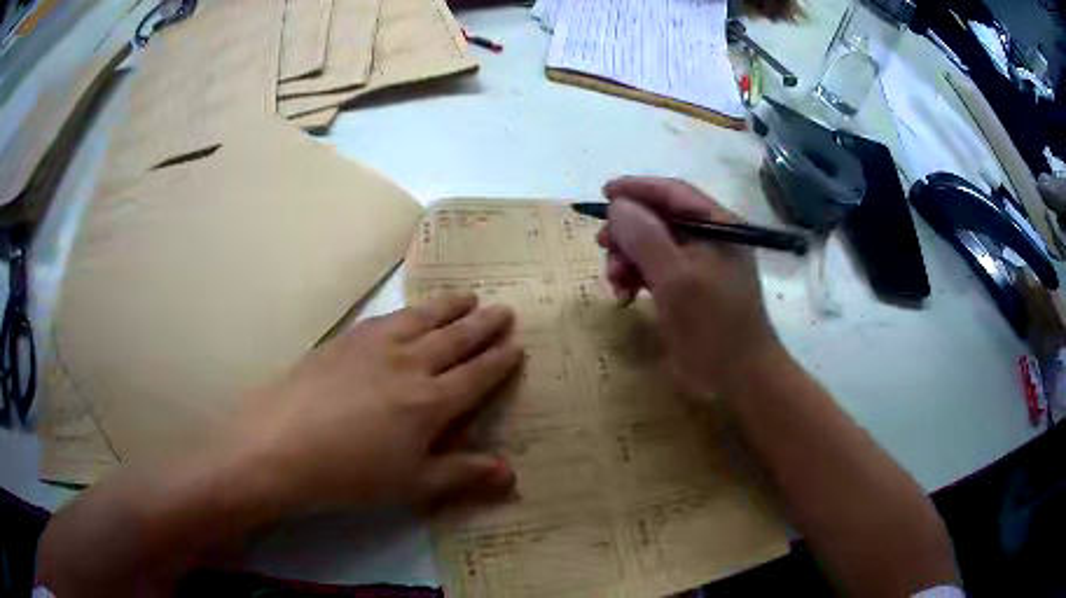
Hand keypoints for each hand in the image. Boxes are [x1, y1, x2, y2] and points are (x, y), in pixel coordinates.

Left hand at [233, 292, 523, 511]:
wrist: (283, 444)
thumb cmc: (352, 473)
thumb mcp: (413, 484)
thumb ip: (463, 474)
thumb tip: (511, 473)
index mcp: (432, 401)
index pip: (477, 375)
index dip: (500, 361)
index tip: (518, 345)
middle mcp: (410, 364)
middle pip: (456, 338)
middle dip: (484, 324)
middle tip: (504, 309)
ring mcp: (376, 346)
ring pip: (423, 318)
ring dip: (450, 306)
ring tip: (468, 296)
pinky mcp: (346, 339)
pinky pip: (388, 317)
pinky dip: (409, 310)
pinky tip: (409, 311)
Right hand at [598, 177, 782, 393]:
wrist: (740, 377)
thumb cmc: (712, 325)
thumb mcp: (675, 278)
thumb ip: (646, 237)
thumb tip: (619, 206)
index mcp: (717, 225)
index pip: (673, 192)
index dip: (636, 188)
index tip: (603, 194)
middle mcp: (710, 238)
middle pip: (660, 218)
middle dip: (628, 232)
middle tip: (602, 248)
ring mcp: (702, 265)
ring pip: (654, 246)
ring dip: (629, 259)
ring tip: (615, 283)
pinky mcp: (692, 289)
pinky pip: (658, 270)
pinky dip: (638, 278)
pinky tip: (625, 296)